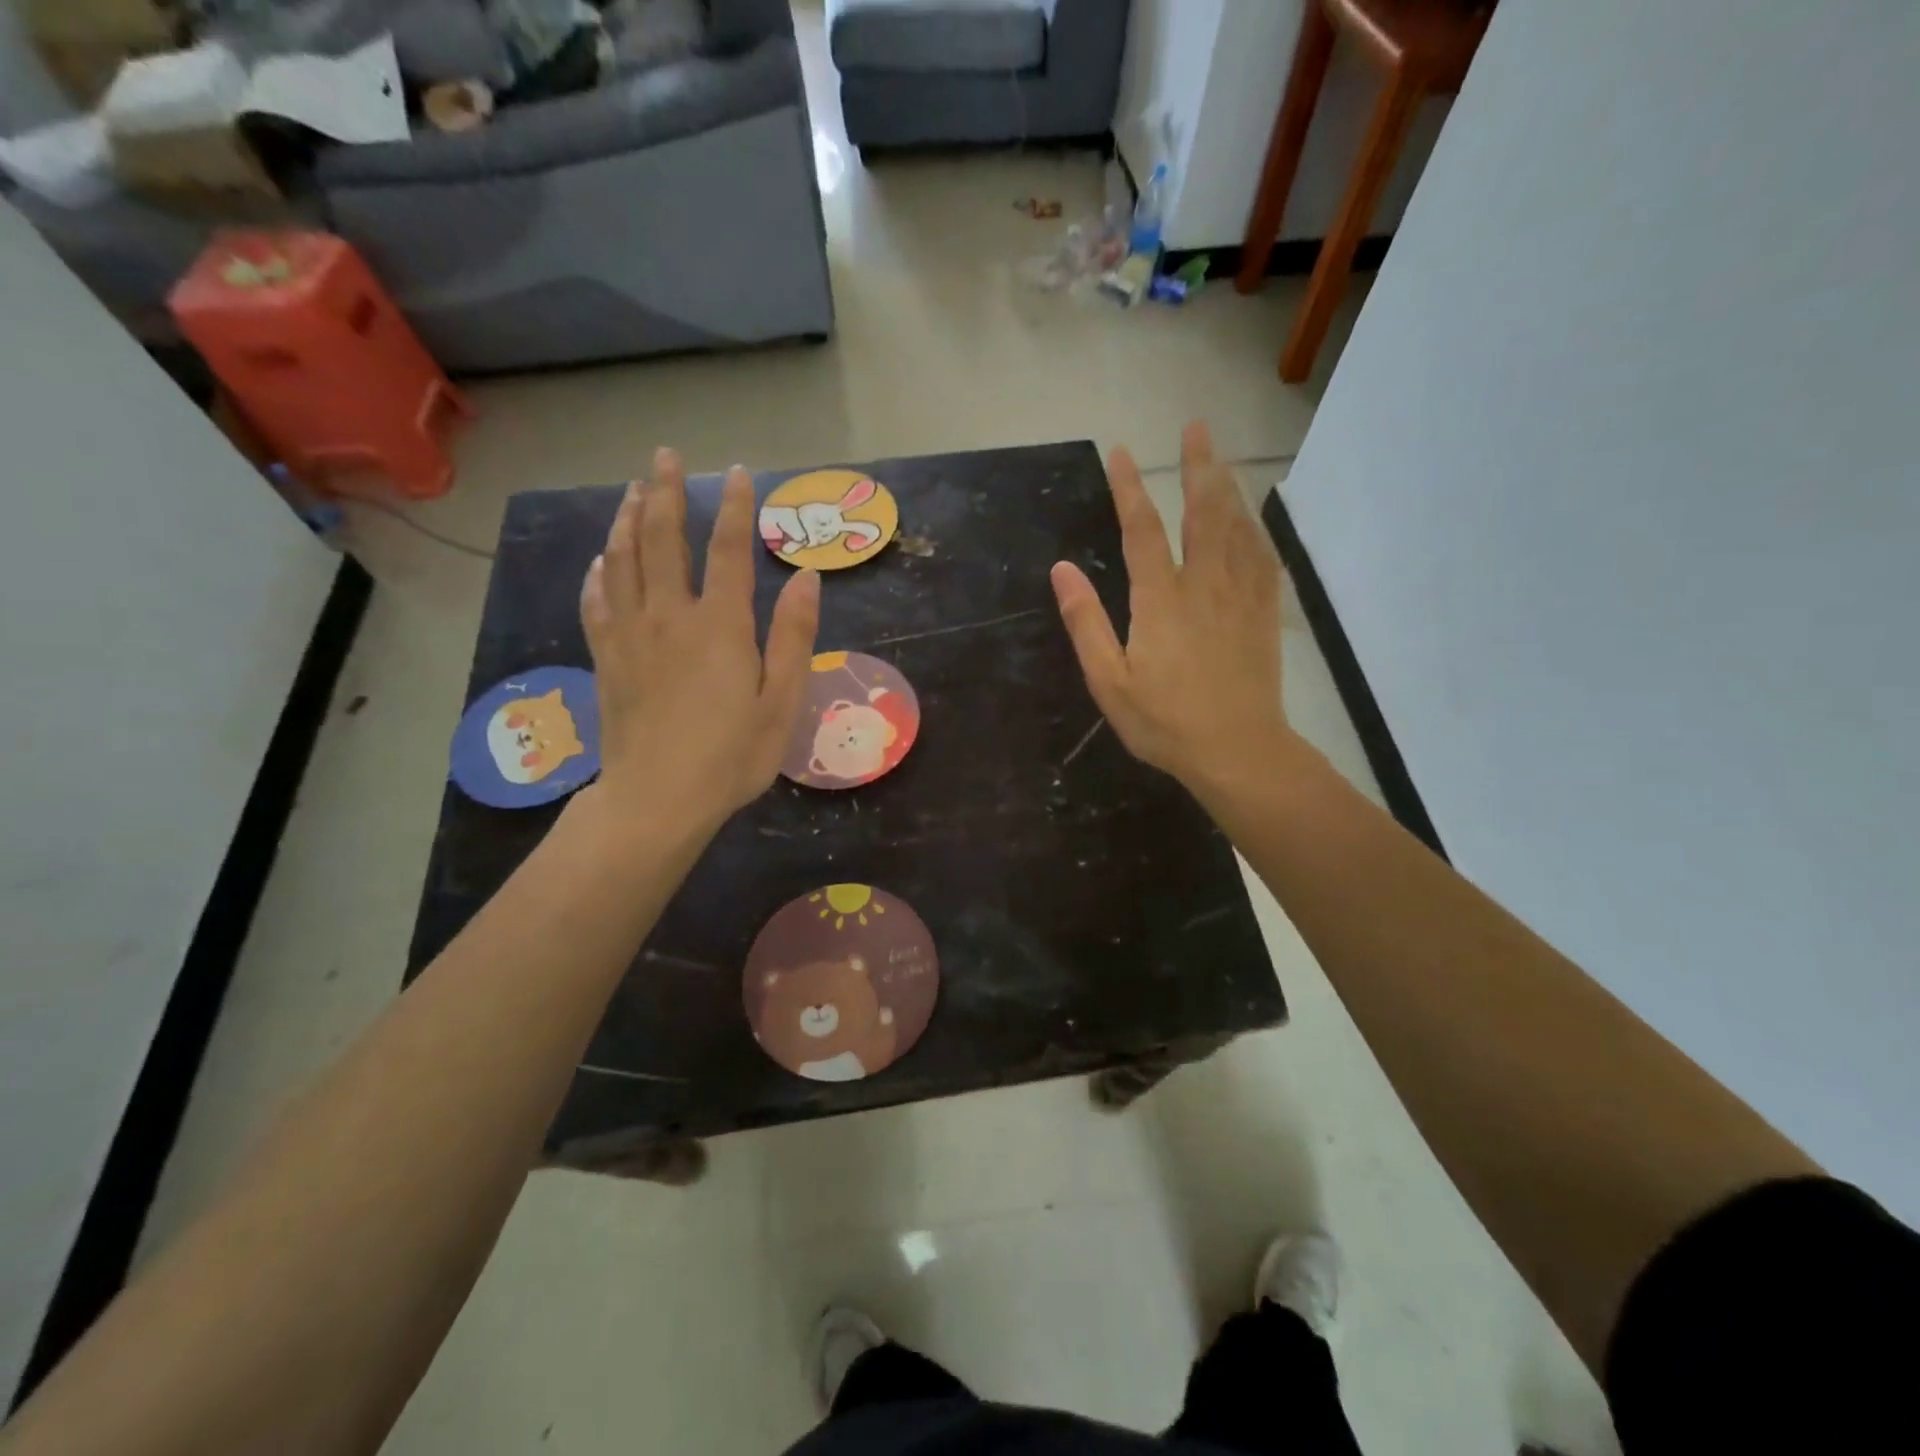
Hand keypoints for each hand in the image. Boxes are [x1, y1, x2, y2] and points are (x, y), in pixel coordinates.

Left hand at [580, 448, 819, 834]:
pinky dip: (599, 573)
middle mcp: (669, 616)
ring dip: (626, 519)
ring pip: (622, 560)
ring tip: (631, 489)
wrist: (657, 800)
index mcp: (719, 625)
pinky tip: (601, 560)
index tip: (738, 472)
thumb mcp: (782, 702)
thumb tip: (806, 577)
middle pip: (661, 539)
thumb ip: (793, 636)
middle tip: (665, 456)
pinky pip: (596, 602)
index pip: (726, 549)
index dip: (734, 507)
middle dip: (664, 492)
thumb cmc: (731, 756)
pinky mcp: (606, 659)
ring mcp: (630, 635)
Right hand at [1050, 421, 1287, 790]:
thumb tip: (1062, 569)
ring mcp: (1240, 597)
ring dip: (1228, 487)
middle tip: (1196, 427)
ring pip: (1237, 528)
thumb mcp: (1109, 681)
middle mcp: (1204, 585)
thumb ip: (1086, 622)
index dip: (1129, 488)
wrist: (1238, 752)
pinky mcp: (1265, 615)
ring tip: (1221, 459)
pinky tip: (1252, 521)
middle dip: (1198, 466)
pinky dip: (1255, 530)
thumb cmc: (1165, 722)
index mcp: (1161, 599)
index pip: (1142, 529)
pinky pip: (1262, 559)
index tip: (1120, 453)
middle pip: (1203, 512)